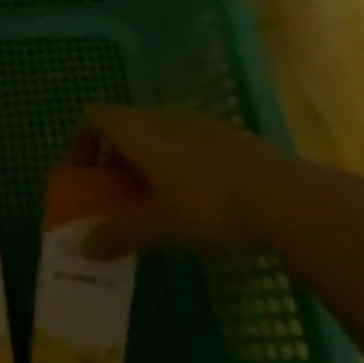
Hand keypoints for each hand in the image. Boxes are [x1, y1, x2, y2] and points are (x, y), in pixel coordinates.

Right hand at [76, 104, 300, 259]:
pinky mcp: (222, 134)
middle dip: (112, 162)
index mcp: (137, 129)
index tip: (82, 180)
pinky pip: (181, 141)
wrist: (284, 196)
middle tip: (115, 202)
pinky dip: (172, 165)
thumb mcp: (160, 226)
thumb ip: (119, 234)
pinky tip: (192, 202)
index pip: (92, 117)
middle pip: (122, 126)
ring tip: (153, 207)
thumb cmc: (209, 206)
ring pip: (153, 135)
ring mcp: (194, 121)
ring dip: (143, 165)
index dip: (80, 143)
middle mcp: (160, 115)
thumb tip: (84, 247)